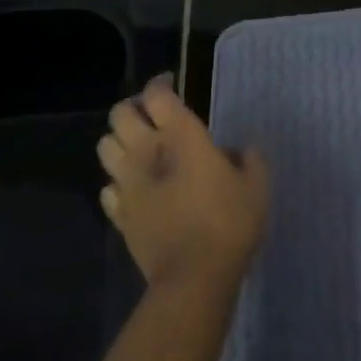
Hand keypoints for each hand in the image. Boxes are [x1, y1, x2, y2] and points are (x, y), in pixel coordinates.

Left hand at [97, 75, 269, 290]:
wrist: (194, 277)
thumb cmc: (229, 222)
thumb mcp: (256, 185)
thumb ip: (248, 159)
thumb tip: (234, 151)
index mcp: (181, 136)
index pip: (157, 95)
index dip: (160, 83)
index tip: (171, 84)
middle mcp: (146, 152)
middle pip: (120, 114)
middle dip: (133, 108)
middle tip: (151, 115)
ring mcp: (127, 184)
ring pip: (104, 147)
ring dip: (119, 141)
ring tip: (138, 149)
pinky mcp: (120, 215)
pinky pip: (107, 189)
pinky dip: (117, 182)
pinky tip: (134, 189)